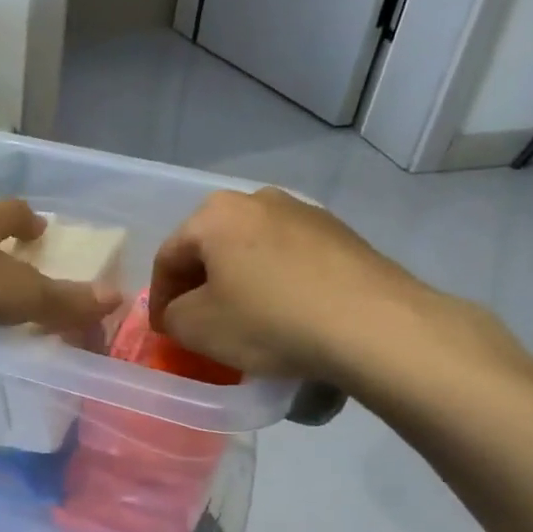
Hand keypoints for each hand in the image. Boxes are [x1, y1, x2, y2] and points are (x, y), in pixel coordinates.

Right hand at [148, 189, 445, 383]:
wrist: (373, 326)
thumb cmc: (268, 321)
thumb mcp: (196, 327)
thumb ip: (171, 315)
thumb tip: (180, 311)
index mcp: (215, 214)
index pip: (168, 257)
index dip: (159, 299)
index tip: (164, 332)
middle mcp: (258, 199)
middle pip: (211, 248)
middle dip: (199, 286)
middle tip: (197, 324)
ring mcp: (305, 213)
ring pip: (251, 252)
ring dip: (238, 283)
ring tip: (242, 321)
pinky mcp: (341, 235)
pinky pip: (289, 260)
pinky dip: (275, 284)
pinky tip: (283, 316)